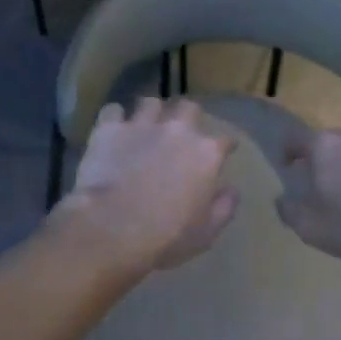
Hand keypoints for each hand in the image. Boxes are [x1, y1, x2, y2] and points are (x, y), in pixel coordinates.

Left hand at [58, 98, 238, 274]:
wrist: (113, 227)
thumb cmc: (166, 236)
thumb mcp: (206, 232)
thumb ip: (224, 207)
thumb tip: (231, 190)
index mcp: (206, 153)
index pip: (225, 139)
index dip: (226, 145)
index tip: (225, 150)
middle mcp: (178, 130)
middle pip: (189, 107)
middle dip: (188, 116)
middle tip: (181, 131)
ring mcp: (141, 125)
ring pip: (150, 103)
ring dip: (151, 113)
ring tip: (145, 126)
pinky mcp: (109, 128)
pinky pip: (113, 110)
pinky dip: (115, 119)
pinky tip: (113, 130)